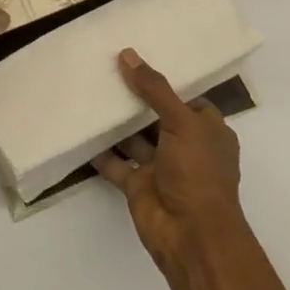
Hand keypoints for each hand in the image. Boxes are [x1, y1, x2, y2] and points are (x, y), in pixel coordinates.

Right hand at [92, 48, 244, 269]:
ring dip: (116, 123)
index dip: (166, 81)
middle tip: (106, 70)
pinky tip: (81, 131)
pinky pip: (116, 164)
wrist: (191, 235)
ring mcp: (161, 168)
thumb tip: (128, 55)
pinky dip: (101, 152)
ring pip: (135, 139)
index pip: (187, 99)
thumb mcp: (182, 122)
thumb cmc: (198, 172)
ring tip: (90, 93)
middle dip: (135, 99)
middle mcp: (186, 147)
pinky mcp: (139, 186)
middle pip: (157, 116)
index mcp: (208, 131)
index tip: (139, 60)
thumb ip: (154, 89)